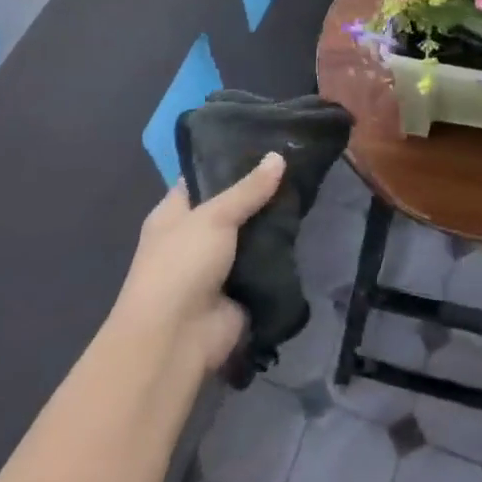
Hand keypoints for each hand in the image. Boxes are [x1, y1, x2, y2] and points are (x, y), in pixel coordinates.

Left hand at [110, 154, 285, 374]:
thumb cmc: (181, 265)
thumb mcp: (214, 216)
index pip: (202, 178)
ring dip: (273, 223)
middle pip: (231, 207)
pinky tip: (305, 230)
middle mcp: (193, 237)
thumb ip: (248, 189)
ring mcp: (217, 266)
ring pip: (250, 235)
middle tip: (295, 165)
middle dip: (259, 192)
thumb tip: (278, 156)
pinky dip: (280, 254)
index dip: (228, 161)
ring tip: (307, 192)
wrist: (176, 338)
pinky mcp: (239, 291)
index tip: (264, 143)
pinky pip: (263, 265)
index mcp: (174, 214)